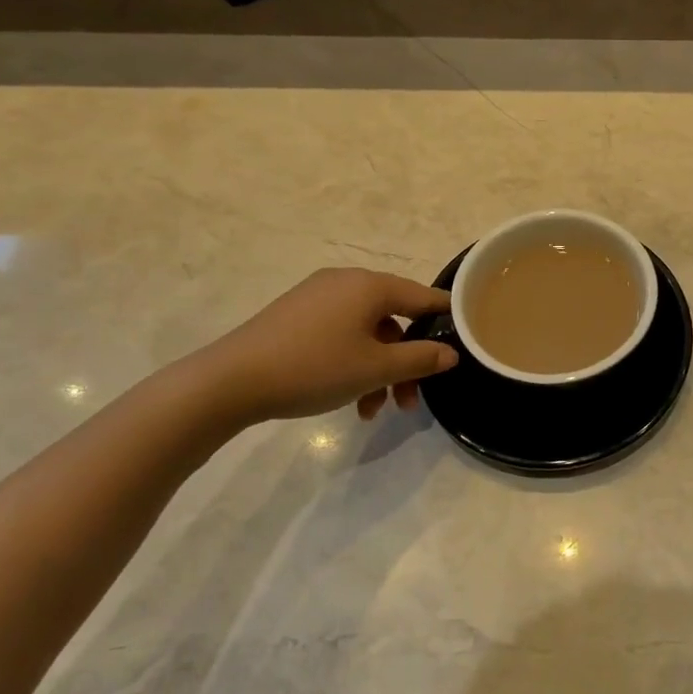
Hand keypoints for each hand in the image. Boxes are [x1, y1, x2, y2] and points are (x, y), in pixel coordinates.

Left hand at [190, 268, 457, 422]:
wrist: (230, 381)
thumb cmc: (314, 368)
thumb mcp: (376, 368)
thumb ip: (421, 359)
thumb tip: (451, 354)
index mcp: (370, 286)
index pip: (424, 296)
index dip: (446, 320)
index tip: (462, 345)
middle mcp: (346, 282)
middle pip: (395, 319)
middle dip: (407, 362)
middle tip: (411, 401)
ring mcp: (317, 298)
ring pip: (367, 333)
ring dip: (379, 371)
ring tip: (374, 410)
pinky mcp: (296, 317)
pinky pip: (341, 335)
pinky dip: (353, 363)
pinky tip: (350, 401)